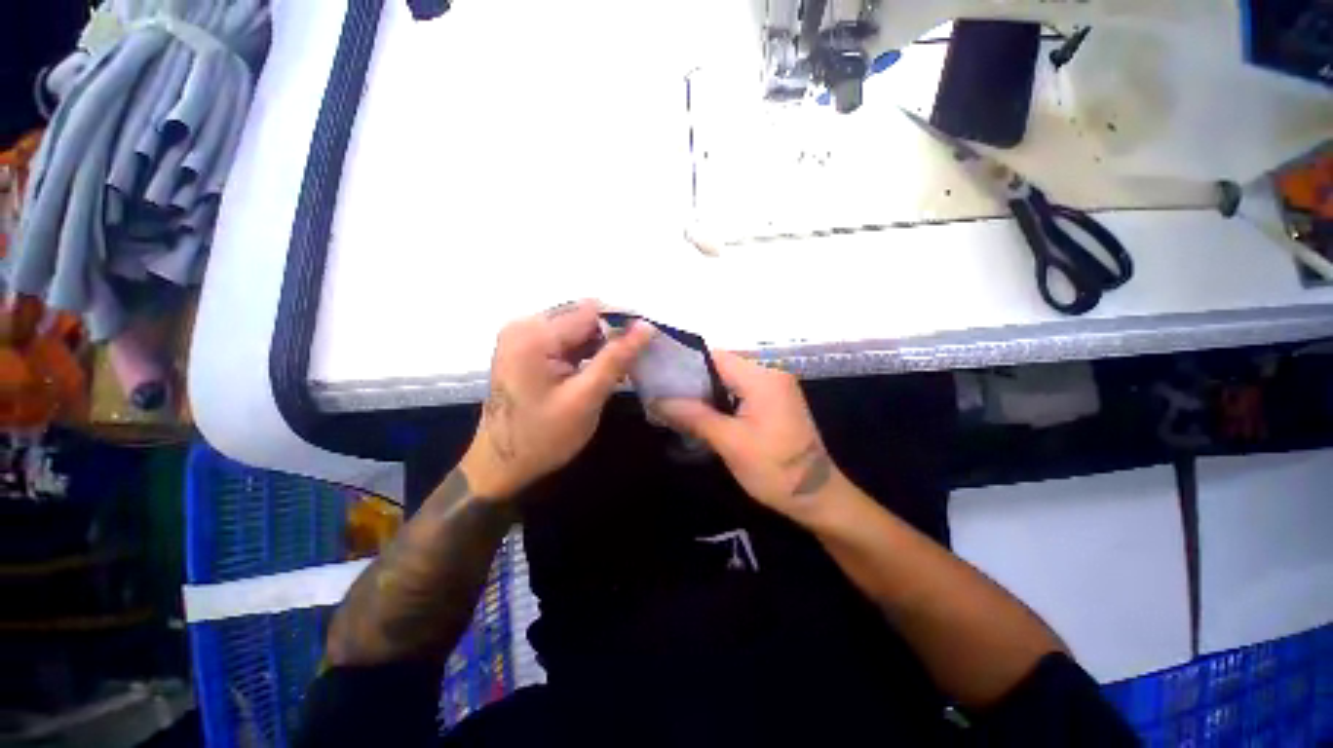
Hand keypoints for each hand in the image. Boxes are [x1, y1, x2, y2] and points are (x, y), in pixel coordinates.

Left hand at [461, 300, 653, 499]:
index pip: (591, 311)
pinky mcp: (525, 349)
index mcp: (535, 335)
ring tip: (621, 368)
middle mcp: (524, 325)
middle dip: (611, 334)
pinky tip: (599, 370)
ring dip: (600, 344)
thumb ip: (616, 358)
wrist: (500, 466)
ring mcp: (522, 336)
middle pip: (582, 316)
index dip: (623, 322)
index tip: (647, 341)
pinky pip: (564, 340)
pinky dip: (585, 352)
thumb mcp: (586, 398)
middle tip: (633, 360)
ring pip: (576, 328)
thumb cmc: (543, 437)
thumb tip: (646, 327)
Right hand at [651, 351, 843, 520]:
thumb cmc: (775, 470)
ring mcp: (774, 387)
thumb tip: (656, 400)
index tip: (659, 378)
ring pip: (729, 379)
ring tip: (675, 404)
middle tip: (662, 396)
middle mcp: (770, 373)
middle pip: (721, 365)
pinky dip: (720, 400)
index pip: (714, 356)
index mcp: (762, 377)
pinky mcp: (774, 401)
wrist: (819, 497)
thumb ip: (693, 416)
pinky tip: (701, 413)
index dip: (685, 364)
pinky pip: (740, 391)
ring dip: (705, 391)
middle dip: (692, 380)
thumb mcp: (730, 443)